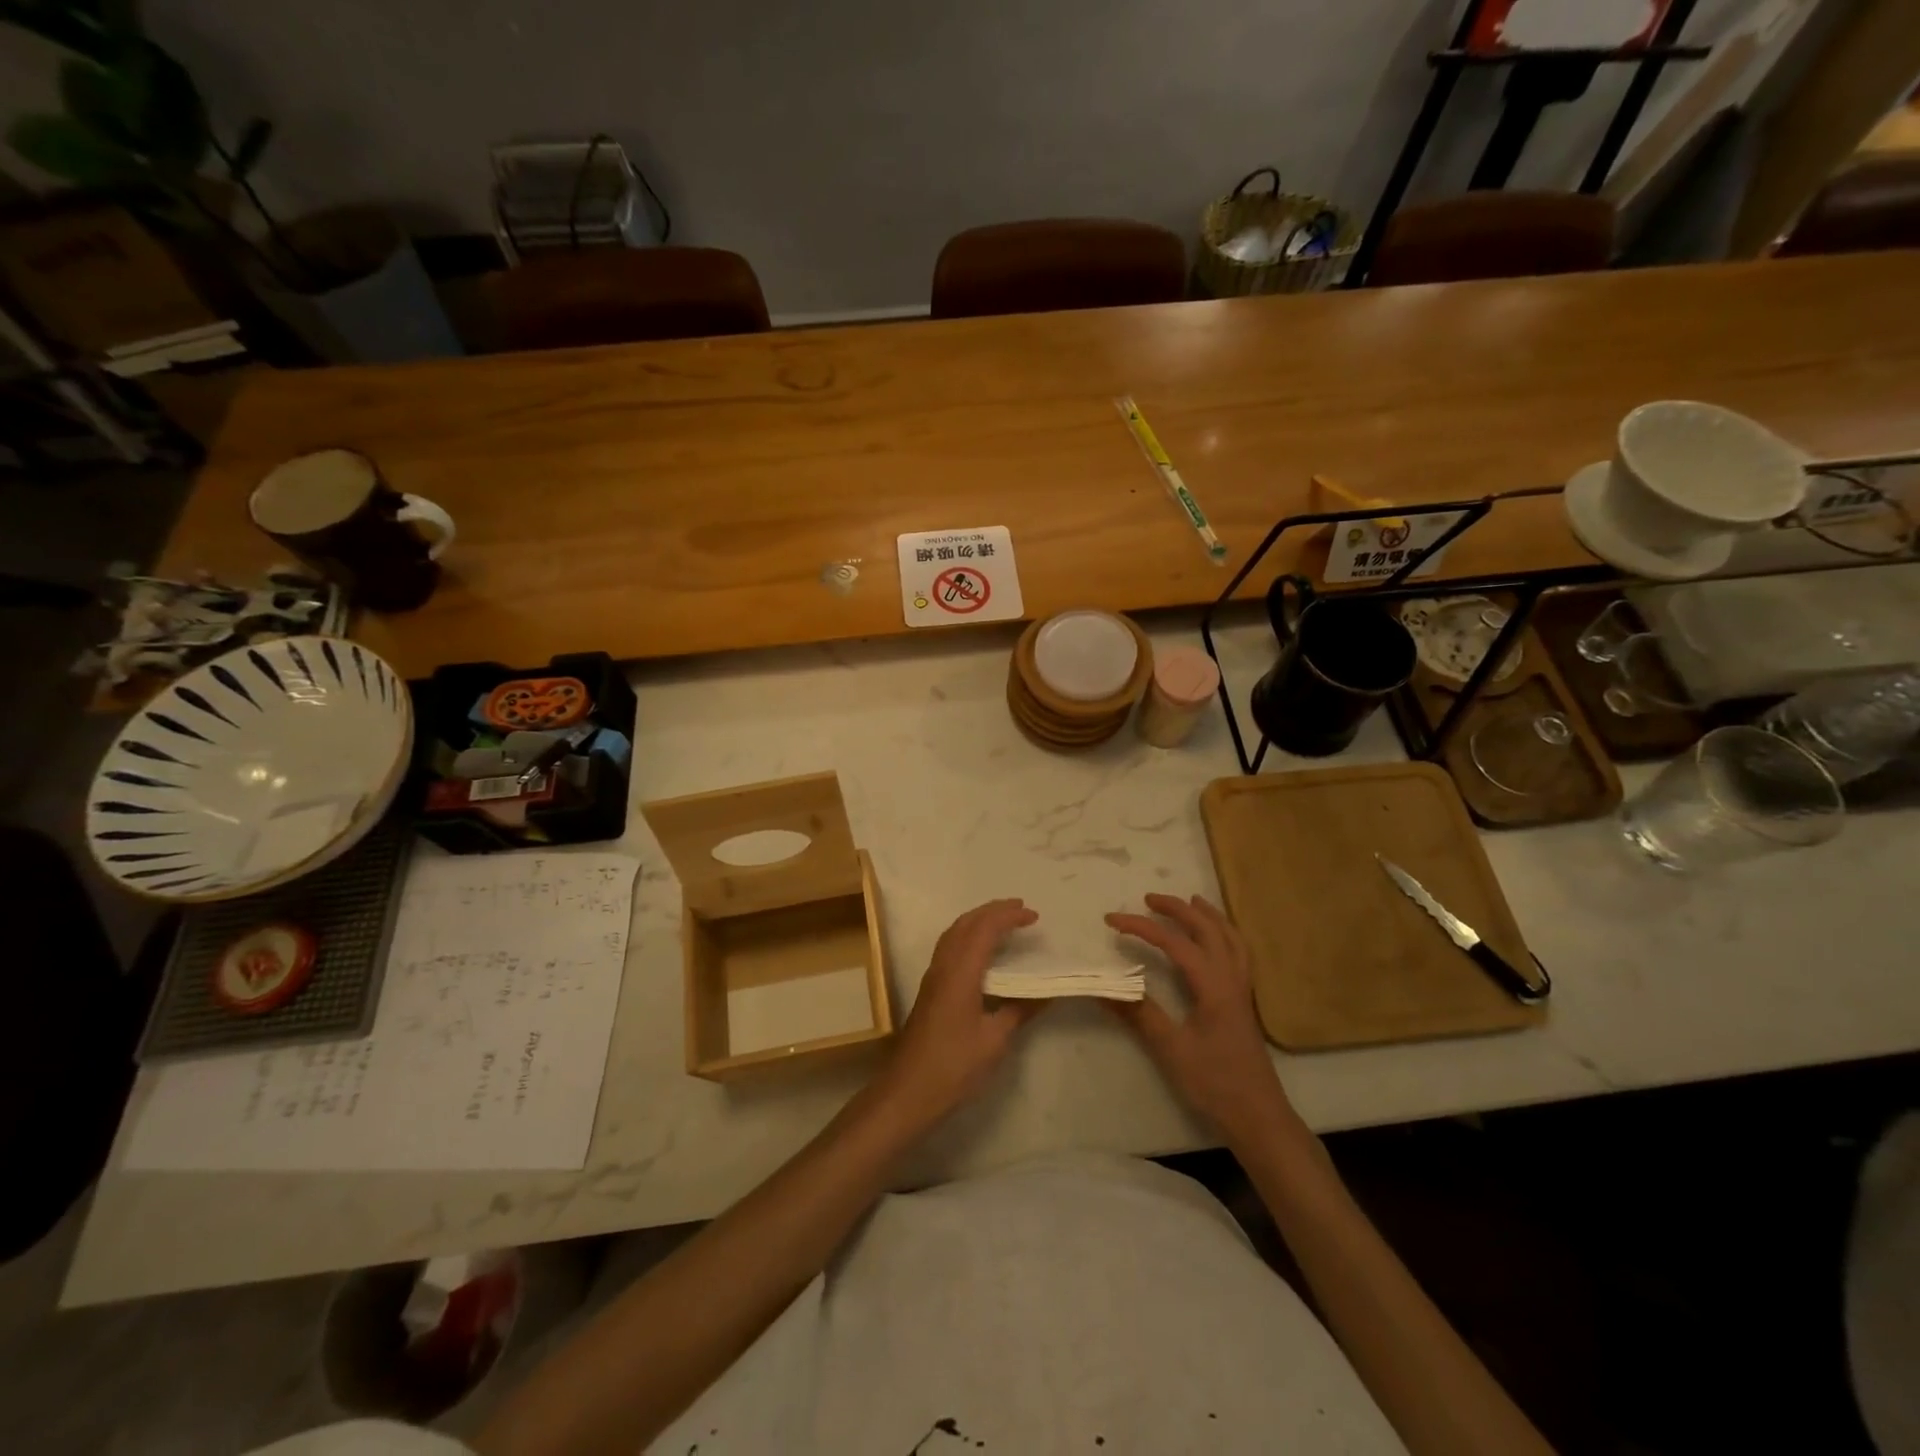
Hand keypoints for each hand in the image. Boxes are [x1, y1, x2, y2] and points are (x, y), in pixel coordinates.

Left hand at [876, 899, 1045, 1123]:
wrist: (908, 1091)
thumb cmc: (954, 1066)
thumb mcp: (995, 1040)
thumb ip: (1020, 1010)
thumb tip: (1046, 992)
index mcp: (960, 972)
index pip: (985, 929)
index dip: (1009, 917)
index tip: (1034, 916)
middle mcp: (943, 966)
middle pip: (966, 923)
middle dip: (993, 910)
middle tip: (1020, 908)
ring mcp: (933, 976)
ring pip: (954, 933)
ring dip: (978, 920)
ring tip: (1003, 921)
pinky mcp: (930, 989)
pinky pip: (949, 946)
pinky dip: (968, 935)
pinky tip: (981, 951)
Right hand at [1106, 894, 1292, 1142]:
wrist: (1259, 1118)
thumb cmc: (1215, 1084)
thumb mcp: (1172, 1049)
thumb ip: (1140, 1014)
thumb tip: (1105, 986)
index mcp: (1213, 986)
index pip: (1174, 943)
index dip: (1141, 927)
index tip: (1111, 920)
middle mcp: (1231, 979)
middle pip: (1208, 929)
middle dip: (1178, 909)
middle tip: (1148, 899)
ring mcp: (1242, 990)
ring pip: (1230, 938)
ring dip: (1208, 915)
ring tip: (1191, 901)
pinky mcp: (1243, 1003)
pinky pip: (1238, 953)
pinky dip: (1224, 934)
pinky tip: (1214, 941)